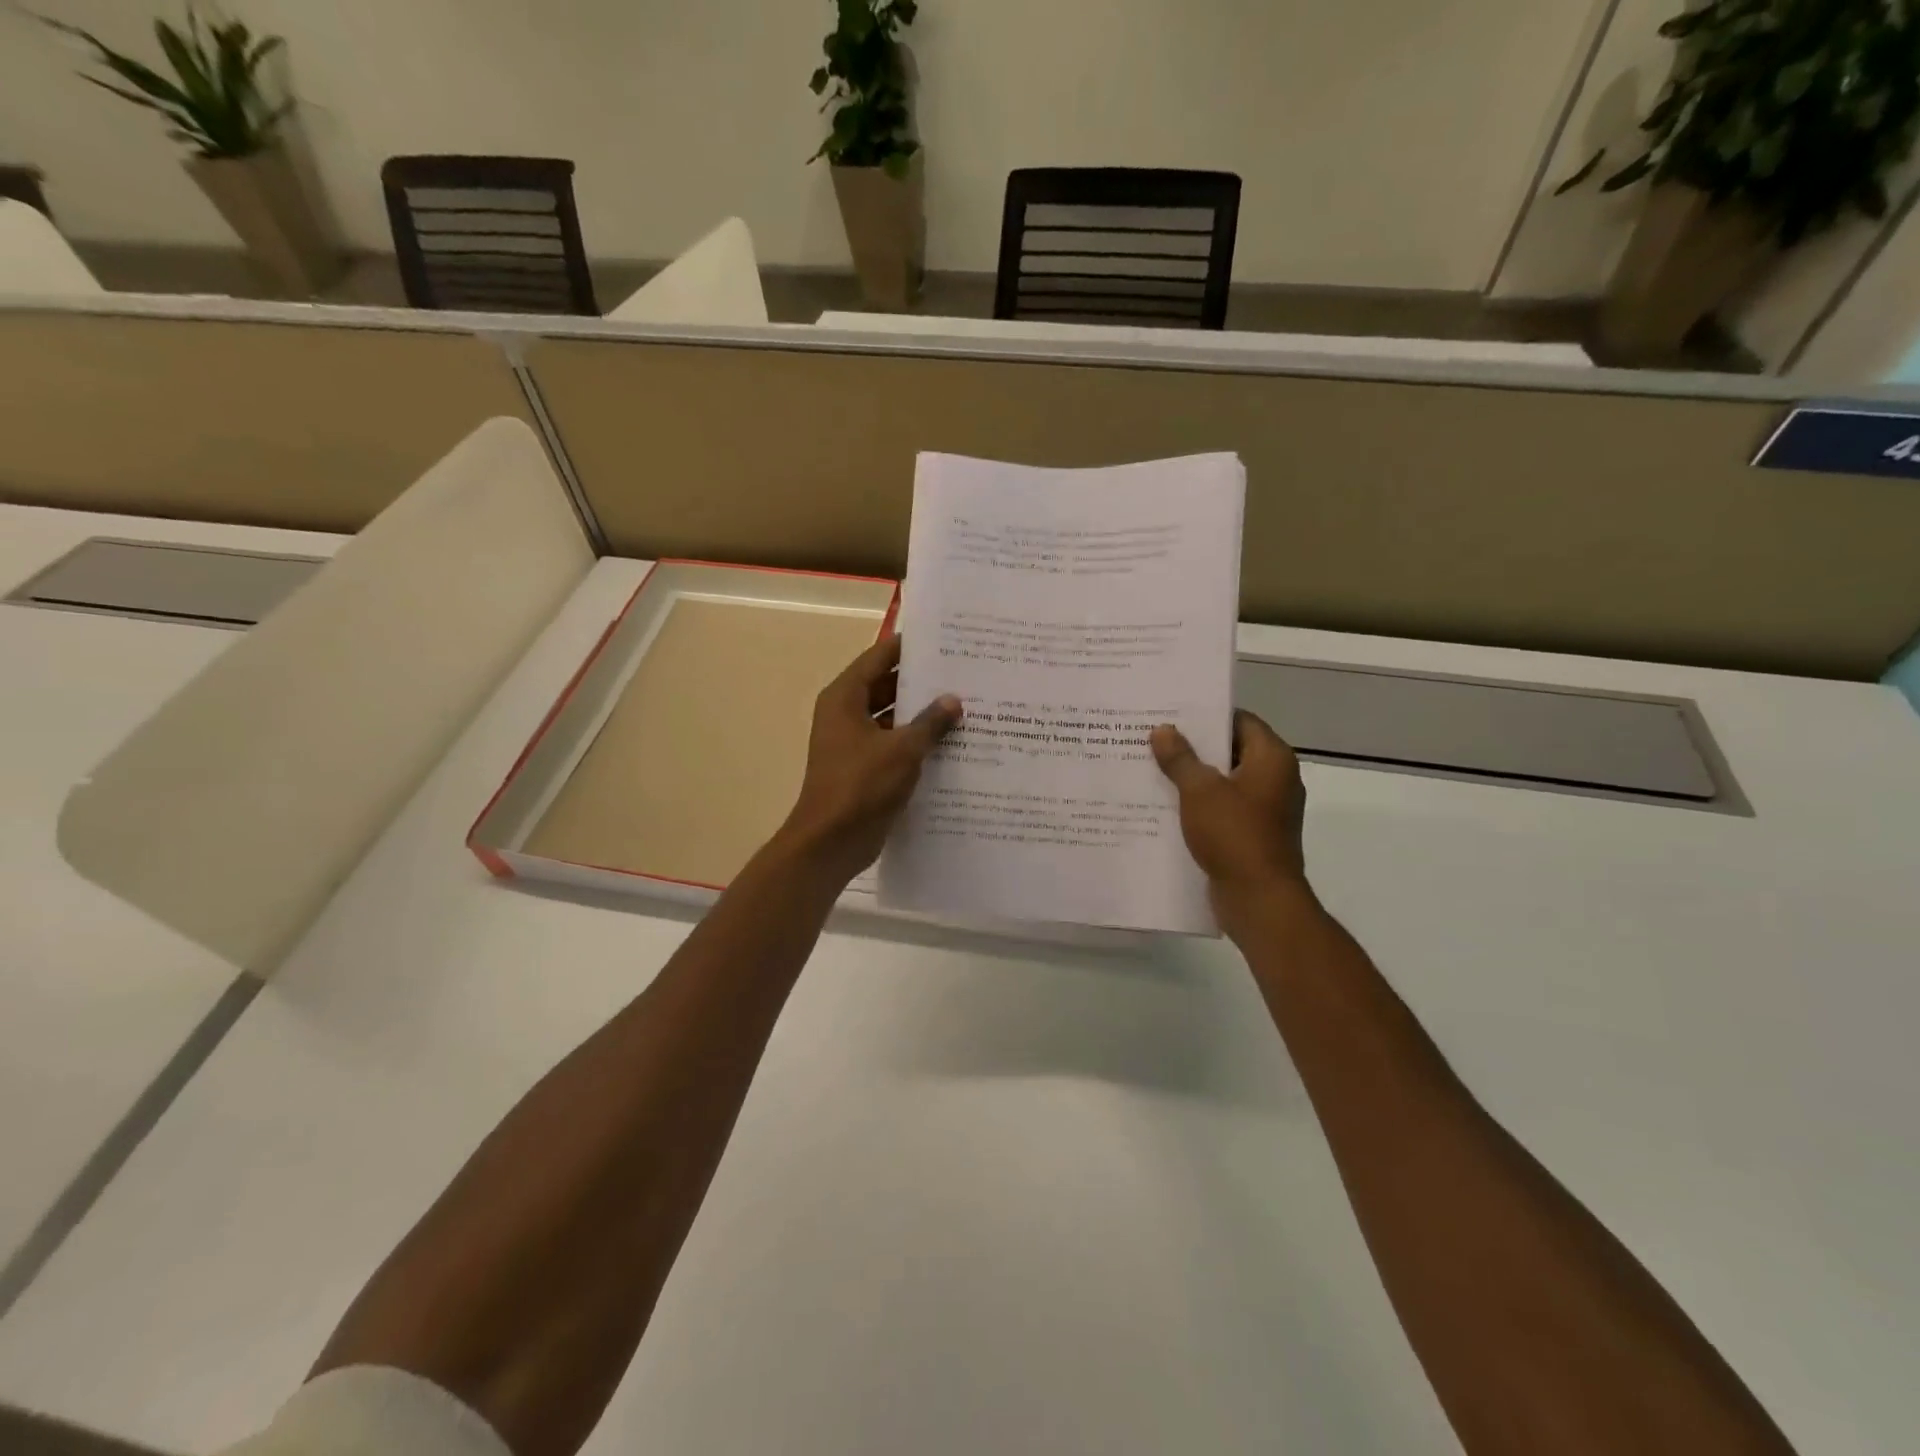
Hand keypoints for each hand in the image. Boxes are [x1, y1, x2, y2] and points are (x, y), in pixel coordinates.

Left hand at [777, 635, 961, 884]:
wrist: (831, 842)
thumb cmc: (861, 785)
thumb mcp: (902, 750)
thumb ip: (930, 722)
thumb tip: (954, 700)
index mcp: (845, 698)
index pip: (880, 658)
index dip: (909, 647)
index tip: (944, 639)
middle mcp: (846, 714)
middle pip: (886, 686)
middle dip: (922, 682)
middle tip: (964, 673)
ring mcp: (854, 742)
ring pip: (893, 718)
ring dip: (922, 715)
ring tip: (966, 706)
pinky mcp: (864, 768)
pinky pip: (893, 744)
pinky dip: (916, 742)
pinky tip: (952, 743)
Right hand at [1151, 711, 1309, 936]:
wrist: (1258, 899)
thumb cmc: (1234, 835)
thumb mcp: (1200, 791)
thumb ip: (1181, 758)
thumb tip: (1163, 730)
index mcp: (1272, 759)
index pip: (1240, 720)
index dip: (1207, 715)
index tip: (1173, 712)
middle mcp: (1276, 779)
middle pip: (1232, 750)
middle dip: (1194, 746)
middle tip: (1155, 737)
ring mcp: (1267, 809)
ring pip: (1225, 781)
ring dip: (1194, 776)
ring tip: (1153, 767)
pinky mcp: (1254, 834)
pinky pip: (1224, 808)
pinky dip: (1200, 803)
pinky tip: (1167, 804)